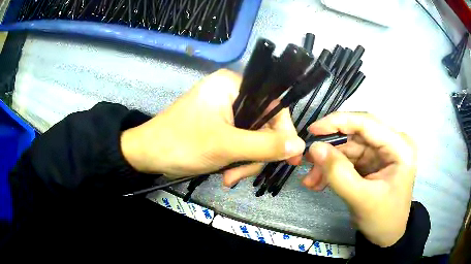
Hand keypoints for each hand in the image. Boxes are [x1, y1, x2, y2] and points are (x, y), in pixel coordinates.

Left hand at [121, 69, 304, 185]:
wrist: (147, 154)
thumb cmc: (181, 144)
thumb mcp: (226, 146)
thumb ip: (265, 146)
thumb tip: (300, 146)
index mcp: (232, 85)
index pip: (273, 104)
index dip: (284, 132)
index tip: (291, 158)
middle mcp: (231, 94)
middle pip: (263, 125)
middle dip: (256, 155)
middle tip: (241, 176)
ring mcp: (225, 111)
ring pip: (252, 138)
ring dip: (245, 162)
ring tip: (229, 179)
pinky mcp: (219, 126)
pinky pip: (240, 143)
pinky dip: (237, 161)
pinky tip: (226, 174)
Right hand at [303, 112, 416, 246]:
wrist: (387, 235)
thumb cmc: (382, 219)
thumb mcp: (361, 199)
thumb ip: (338, 174)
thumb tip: (314, 148)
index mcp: (400, 147)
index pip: (367, 123)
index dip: (339, 122)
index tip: (312, 130)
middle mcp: (393, 143)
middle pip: (357, 135)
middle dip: (331, 149)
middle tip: (307, 161)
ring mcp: (383, 151)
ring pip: (350, 147)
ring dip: (329, 163)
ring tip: (311, 181)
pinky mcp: (374, 161)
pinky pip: (350, 158)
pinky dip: (334, 169)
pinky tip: (319, 182)